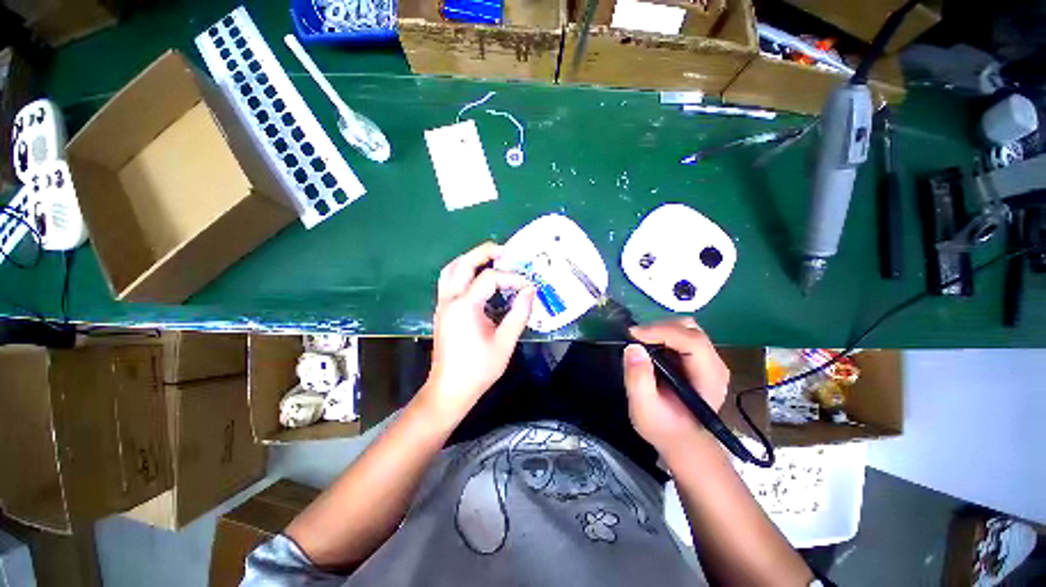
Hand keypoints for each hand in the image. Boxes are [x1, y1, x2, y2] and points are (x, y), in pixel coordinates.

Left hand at [421, 242, 534, 422]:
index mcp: (465, 306)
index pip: (490, 278)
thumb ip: (518, 314)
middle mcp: (450, 299)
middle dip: (485, 252)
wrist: (450, 390)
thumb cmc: (478, 369)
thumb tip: (530, 291)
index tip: (529, 288)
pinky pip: (449, 280)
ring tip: (492, 259)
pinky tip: (478, 279)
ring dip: (471, 259)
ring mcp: (443, 304)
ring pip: (451, 269)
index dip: (512, 278)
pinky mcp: (443, 310)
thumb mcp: (504, 343)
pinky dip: (463, 271)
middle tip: (506, 252)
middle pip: (464, 263)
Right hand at [621, 318, 729, 456]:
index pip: (691, 340)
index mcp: (708, 377)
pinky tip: (651, 348)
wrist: (681, 440)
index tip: (633, 335)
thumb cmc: (663, 427)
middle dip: (659, 328)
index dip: (661, 331)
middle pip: (690, 329)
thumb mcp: (644, 408)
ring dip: (660, 330)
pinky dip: (663, 335)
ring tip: (641, 343)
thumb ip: (638, 379)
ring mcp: (709, 360)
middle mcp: (714, 364)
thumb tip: (633, 347)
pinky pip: (682, 335)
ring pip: (686, 328)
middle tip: (635, 339)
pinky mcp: (700, 358)